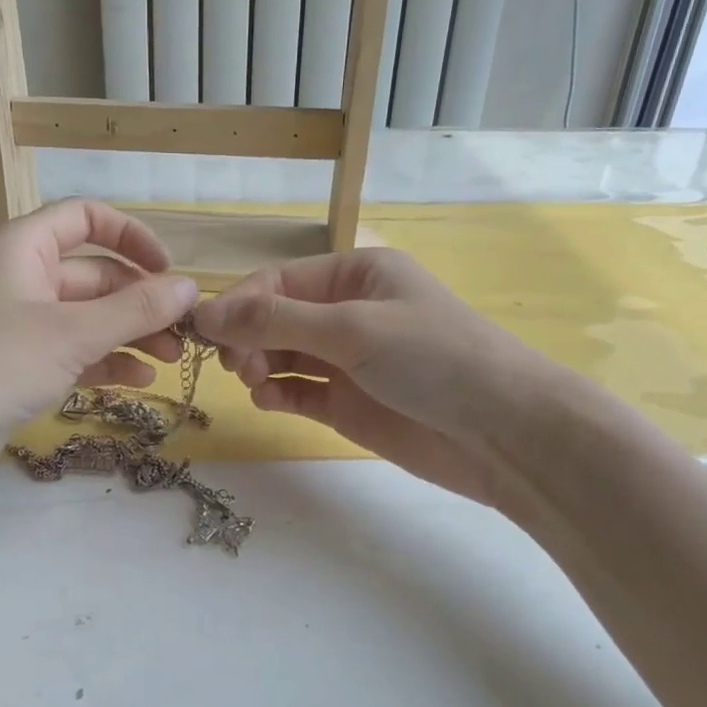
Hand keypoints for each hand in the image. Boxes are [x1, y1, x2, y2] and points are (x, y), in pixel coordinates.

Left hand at [0, 199, 198, 510]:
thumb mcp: (74, 332)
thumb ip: (136, 309)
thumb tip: (190, 287)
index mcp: (21, 247)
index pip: (85, 218)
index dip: (132, 237)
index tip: (169, 272)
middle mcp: (19, 279)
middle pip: (93, 275)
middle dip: (141, 300)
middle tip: (185, 333)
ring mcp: (17, 327)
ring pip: (87, 318)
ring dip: (130, 334)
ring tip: (171, 360)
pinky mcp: (17, 370)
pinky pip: (72, 354)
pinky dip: (105, 363)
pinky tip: (138, 382)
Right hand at [191, 248, 536, 505]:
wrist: (501, 431)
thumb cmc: (431, 357)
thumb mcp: (352, 327)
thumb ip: (276, 320)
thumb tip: (205, 312)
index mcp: (357, 275)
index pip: (280, 280)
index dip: (240, 302)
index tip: (204, 331)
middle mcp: (350, 312)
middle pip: (277, 317)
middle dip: (249, 336)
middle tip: (236, 364)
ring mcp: (349, 360)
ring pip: (283, 355)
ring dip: (260, 364)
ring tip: (255, 381)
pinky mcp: (349, 404)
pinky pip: (299, 391)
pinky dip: (278, 393)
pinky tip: (269, 399)